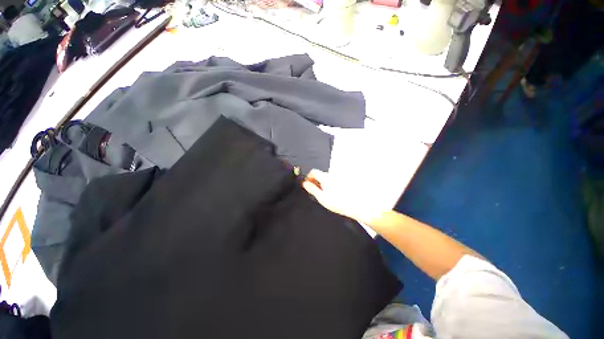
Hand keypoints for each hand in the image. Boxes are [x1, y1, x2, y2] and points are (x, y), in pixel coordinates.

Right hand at [301, 169, 383, 223]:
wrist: (355, 206)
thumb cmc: (337, 202)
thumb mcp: (321, 197)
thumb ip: (311, 189)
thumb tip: (304, 183)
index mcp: (325, 177)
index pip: (313, 171)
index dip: (308, 177)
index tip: (307, 184)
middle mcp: (331, 176)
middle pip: (320, 174)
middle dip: (315, 181)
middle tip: (314, 190)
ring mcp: (338, 179)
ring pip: (326, 179)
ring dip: (322, 184)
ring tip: (322, 194)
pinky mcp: (342, 183)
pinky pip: (332, 182)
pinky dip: (328, 186)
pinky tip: (331, 194)